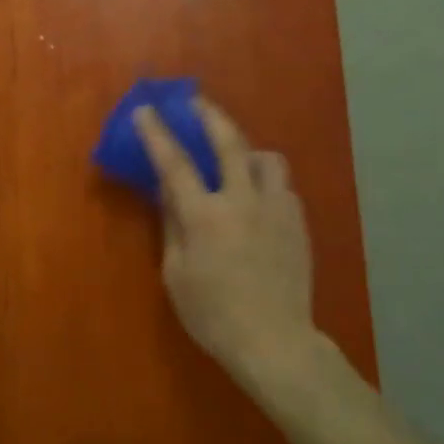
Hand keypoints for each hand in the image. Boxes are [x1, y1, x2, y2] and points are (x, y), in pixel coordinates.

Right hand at [132, 99, 318, 387]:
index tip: (145, 109)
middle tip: (196, 101)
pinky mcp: (298, 222)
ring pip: (266, 158)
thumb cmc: (213, 315)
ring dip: (246, 149)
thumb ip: (172, 226)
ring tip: (236, 159)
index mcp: (205, 216)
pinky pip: (282, 186)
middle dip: (209, 114)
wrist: (275, 341)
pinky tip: (257, 198)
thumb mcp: (176, 274)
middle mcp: (243, 201)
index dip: (157, 133)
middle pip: (228, 141)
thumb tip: (166, 192)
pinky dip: (265, 181)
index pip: (175, 164)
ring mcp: (276, 209)